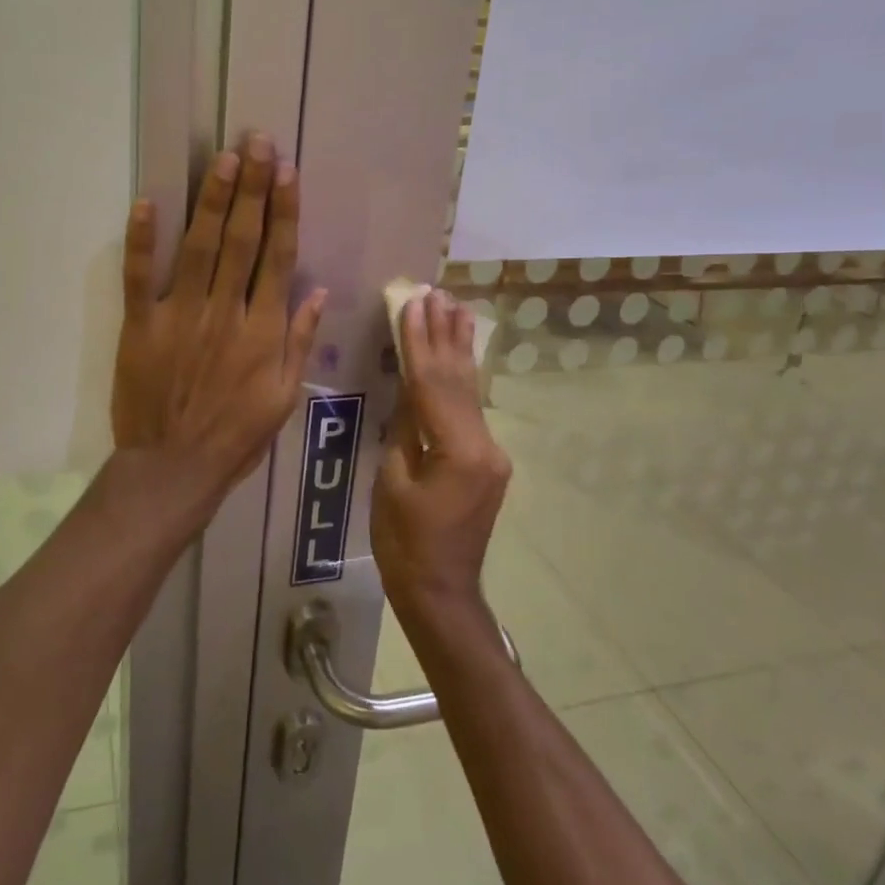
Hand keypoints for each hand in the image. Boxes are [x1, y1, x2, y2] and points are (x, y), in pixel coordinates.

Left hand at [111, 134, 327, 494]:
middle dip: (252, 188)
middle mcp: (225, 311)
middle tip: (256, 142)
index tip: (287, 172)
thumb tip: (316, 290)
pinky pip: (139, 276)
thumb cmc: (236, 435)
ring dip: (212, 200)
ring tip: (223, 159)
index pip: (277, 257)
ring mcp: (180, 315)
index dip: (284, 211)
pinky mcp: (141, 325)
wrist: (174, 467)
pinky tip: (148, 202)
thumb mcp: (284, 397)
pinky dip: (142, 239)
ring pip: (200, 247)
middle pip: (242, 240)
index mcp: (263, 330)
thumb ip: (299, 341)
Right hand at [372, 290, 511, 618]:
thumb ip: (405, 430)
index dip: (419, 341)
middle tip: (438, 292)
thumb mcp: (393, 482)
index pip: (433, 384)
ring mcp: (491, 453)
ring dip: (460, 349)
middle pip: (458, 380)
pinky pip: (469, 411)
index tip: (413, 302)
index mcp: (459, 451)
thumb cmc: (404, 544)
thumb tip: (409, 390)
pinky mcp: (487, 462)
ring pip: (469, 392)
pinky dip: (462, 379)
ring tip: (457, 308)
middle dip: (445, 334)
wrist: (440, 592)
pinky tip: (461, 355)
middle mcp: (485, 445)